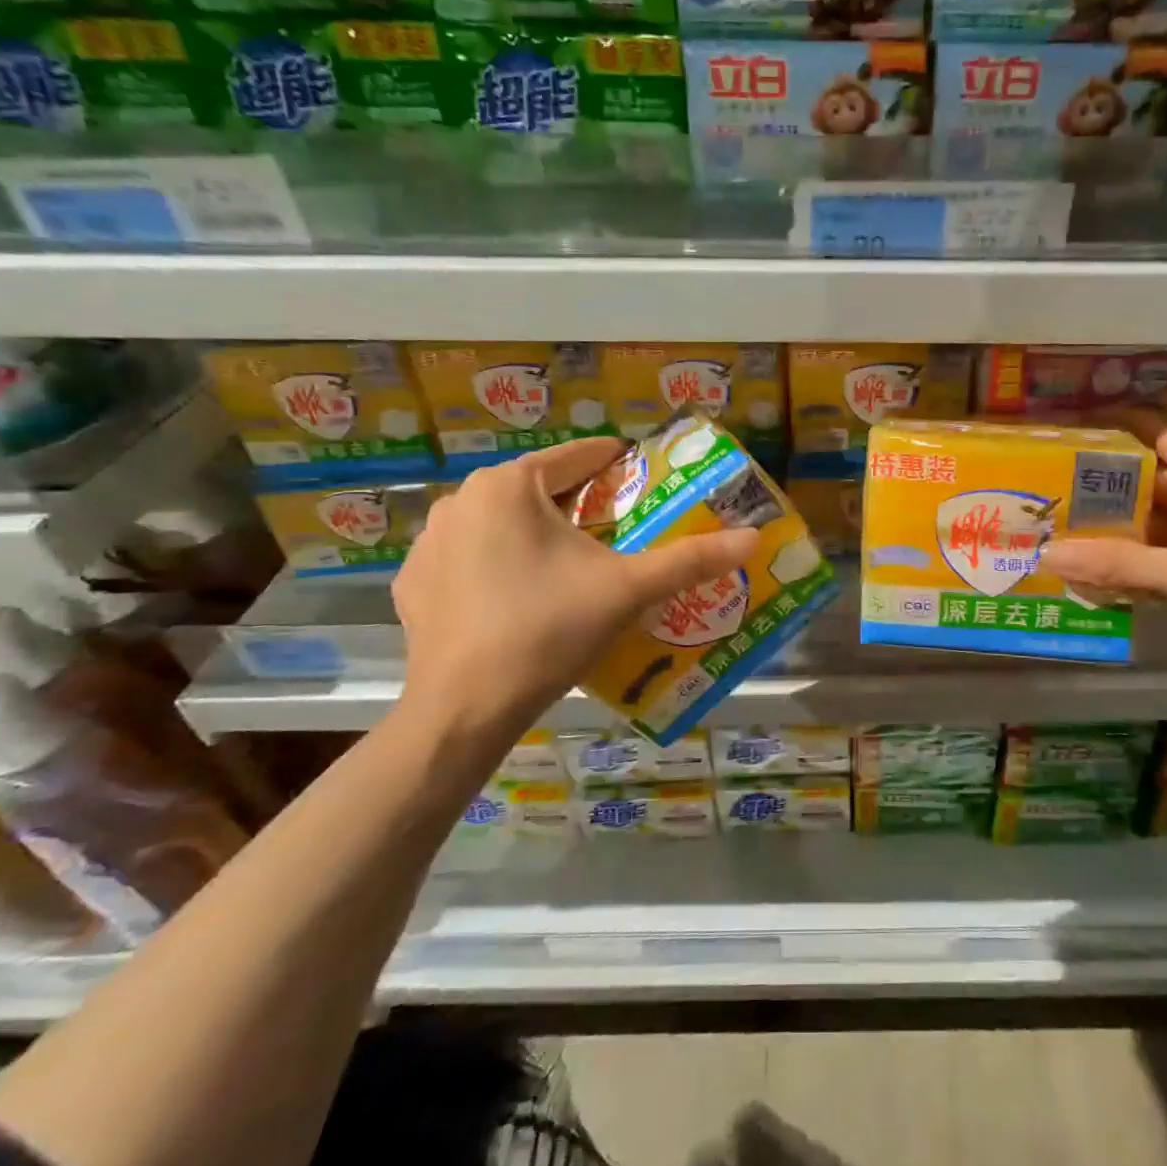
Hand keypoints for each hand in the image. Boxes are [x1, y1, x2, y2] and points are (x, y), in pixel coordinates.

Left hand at [392, 439, 758, 742]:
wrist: (464, 709)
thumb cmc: (550, 629)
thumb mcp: (628, 589)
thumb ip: (691, 559)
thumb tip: (754, 538)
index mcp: (510, 485)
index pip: (578, 456)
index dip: (619, 464)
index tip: (647, 479)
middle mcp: (461, 500)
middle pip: (538, 489)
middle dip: (580, 504)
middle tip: (620, 532)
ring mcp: (429, 542)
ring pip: (501, 522)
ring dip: (536, 533)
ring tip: (572, 567)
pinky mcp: (413, 583)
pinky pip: (469, 558)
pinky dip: (497, 566)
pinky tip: (519, 599)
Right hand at [1039, 417, 1166, 726]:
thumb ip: (1120, 561)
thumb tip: (1046, 552)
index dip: (1123, 432)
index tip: (1069, 434)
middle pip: (1144, 484)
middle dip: (1097, 485)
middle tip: (1040, 485)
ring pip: (1135, 528)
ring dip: (1096, 531)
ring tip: (1040, 526)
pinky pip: (1134, 568)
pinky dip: (1105, 570)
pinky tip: (1064, 573)